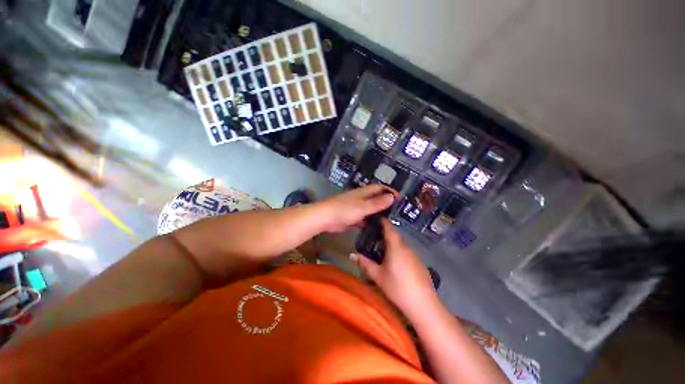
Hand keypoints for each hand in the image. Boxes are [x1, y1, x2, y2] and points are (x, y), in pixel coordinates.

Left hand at [317, 184, 395, 232]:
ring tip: (390, 221)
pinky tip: (376, 229)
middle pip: (375, 198)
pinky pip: (363, 218)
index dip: (389, 191)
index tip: (399, 198)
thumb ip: (377, 203)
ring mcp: (355, 208)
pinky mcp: (351, 217)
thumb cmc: (344, 209)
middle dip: (385, 203)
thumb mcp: (363, 206)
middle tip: (397, 211)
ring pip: (369, 209)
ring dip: (378, 213)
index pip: (379, 188)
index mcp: (363, 192)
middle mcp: (360, 198)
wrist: (325, 218)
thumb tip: (392, 197)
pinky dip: (369, 222)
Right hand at [352, 219, 437, 316]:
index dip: (382, 221)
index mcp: (396, 246)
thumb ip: (364, 263)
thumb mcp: (377, 275)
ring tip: (382, 250)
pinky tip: (395, 263)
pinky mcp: (420, 263)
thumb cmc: (397, 287)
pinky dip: (399, 251)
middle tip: (374, 238)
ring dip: (392, 243)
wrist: (423, 304)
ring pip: (402, 244)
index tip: (375, 219)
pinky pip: (407, 252)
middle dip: (385, 234)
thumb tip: (351, 254)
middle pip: (395, 235)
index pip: (389, 227)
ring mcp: (415, 255)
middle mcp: (406, 247)